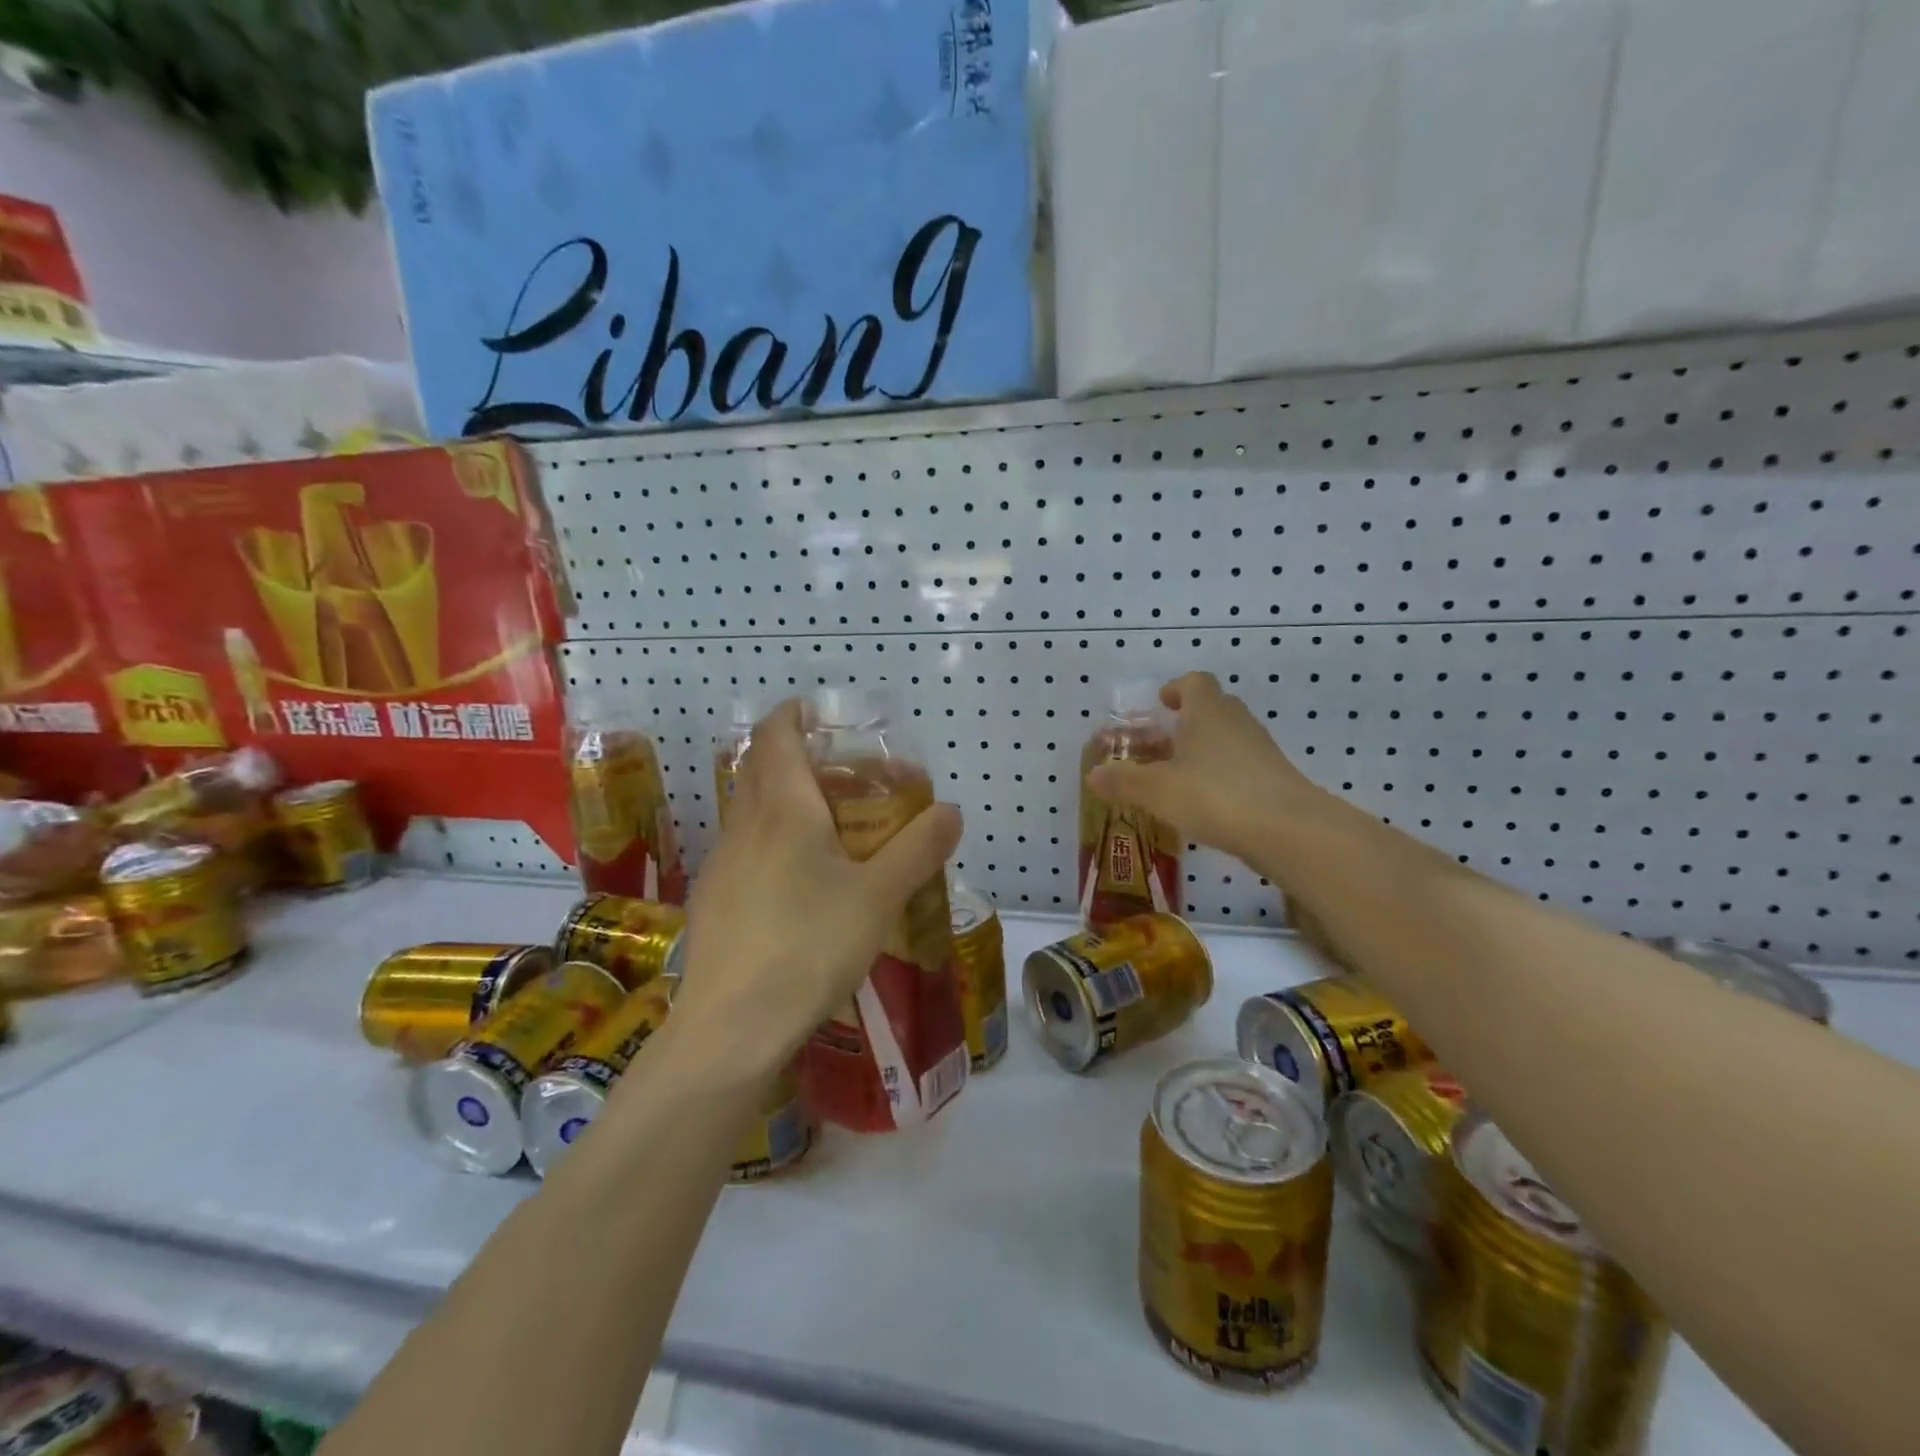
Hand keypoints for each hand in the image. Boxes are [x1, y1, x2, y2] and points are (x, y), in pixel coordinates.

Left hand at [671, 700, 962, 1072]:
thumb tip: (951, 810)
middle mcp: (744, 825)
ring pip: (753, 810)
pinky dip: (773, 839)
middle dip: (799, 757)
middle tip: (847, 774)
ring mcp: (722, 863)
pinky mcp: (713, 900)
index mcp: (783, 809)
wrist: (731, 1028)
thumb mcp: (879, 896)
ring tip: (833, 827)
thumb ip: (918, 848)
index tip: (820, 713)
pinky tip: (801, 882)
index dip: (794, 715)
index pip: (776, 736)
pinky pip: (746, 848)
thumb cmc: (809, 947)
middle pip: (763, 769)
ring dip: (787, 801)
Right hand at [1086, 672, 1320, 864]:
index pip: (1194, 682)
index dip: (1176, 689)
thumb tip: (1093, 775)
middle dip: (1185, 723)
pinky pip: (1241, 766)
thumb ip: (1123, 781)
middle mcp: (1235, 722)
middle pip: (1211, 709)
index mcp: (1206, 711)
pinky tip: (1205, 803)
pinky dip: (1221, 776)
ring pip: (1226, 739)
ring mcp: (1260, 750)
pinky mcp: (1275, 778)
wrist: (1288, 829)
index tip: (1161, 703)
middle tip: (1160, 744)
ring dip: (1202, 751)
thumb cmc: (1214, 795)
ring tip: (1176, 778)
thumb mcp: (1156, 790)